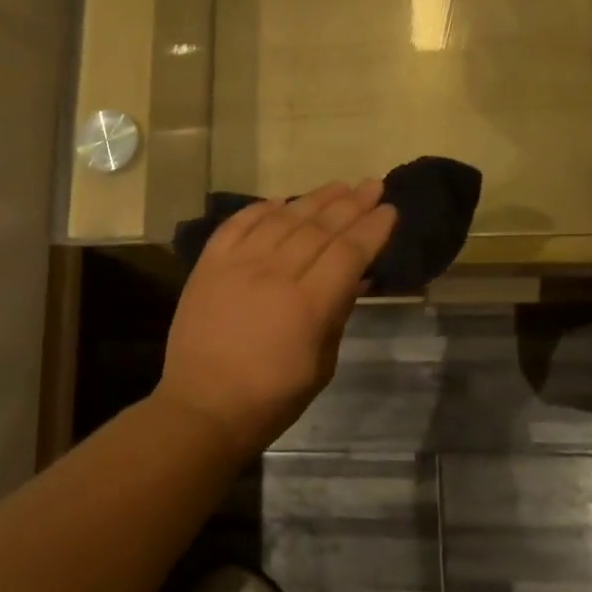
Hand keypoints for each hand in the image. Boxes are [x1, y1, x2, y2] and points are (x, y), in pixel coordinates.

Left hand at [156, 180, 397, 459]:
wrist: (202, 407)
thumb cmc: (271, 398)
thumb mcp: (322, 365)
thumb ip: (337, 313)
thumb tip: (354, 276)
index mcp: (307, 305)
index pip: (348, 252)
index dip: (372, 229)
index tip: (389, 209)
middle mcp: (273, 274)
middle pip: (319, 228)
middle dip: (351, 204)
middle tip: (373, 185)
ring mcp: (237, 265)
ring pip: (282, 219)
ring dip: (313, 199)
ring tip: (338, 185)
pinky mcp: (209, 265)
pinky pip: (237, 224)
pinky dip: (261, 209)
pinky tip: (281, 200)